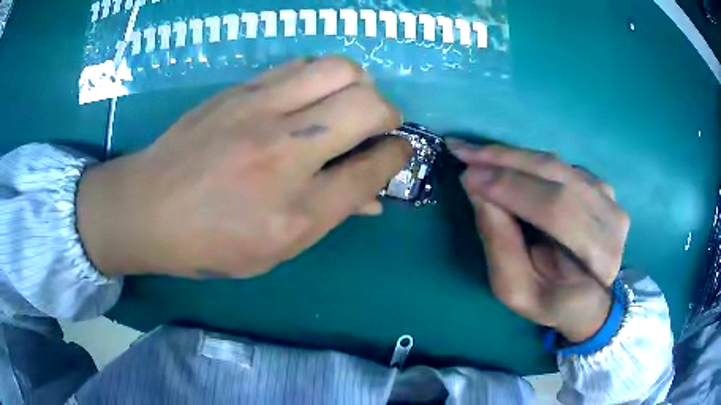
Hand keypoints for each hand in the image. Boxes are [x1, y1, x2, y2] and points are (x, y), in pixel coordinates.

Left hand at [77, 57, 410, 278]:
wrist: (147, 208)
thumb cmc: (210, 242)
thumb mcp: (275, 248)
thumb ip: (330, 215)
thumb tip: (373, 196)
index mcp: (297, 211)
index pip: (374, 168)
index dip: (397, 156)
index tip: (397, 152)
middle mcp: (284, 153)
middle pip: (367, 105)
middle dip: (388, 112)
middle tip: (376, 125)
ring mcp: (259, 111)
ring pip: (339, 69)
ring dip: (357, 84)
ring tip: (344, 104)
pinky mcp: (240, 90)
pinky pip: (300, 65)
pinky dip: (320, 77)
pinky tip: (309, 95)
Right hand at [450, 142, 629, 341]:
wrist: (590, 298)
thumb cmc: (552, 302)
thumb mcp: (518, 289)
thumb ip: (500, 244)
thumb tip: (478, 190)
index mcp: (598, 257)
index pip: (555, 210)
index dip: (510, 188)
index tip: (467, 175)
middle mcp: (611, 218)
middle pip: (556, 176)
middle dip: (505, 161)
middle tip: (463, 151)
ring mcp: (609, 197)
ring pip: (556, 164)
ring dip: (513, 156)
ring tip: (476, 153)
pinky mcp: (601, 185)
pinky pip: (558, 165)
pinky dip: (528, 161)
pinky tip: (505, 164)